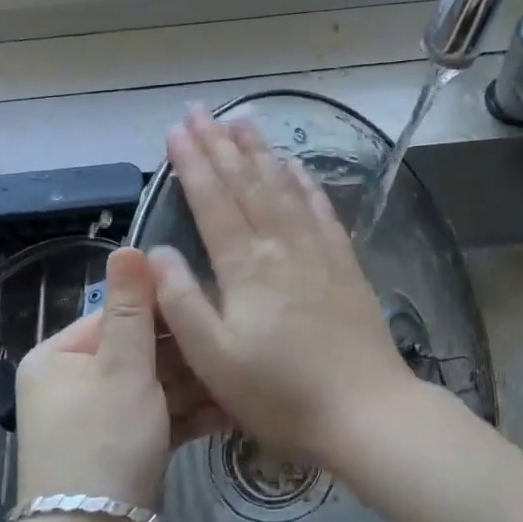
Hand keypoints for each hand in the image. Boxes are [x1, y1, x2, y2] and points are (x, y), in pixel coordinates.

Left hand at [13, 247, 226, 512]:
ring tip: (243, 373)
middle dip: (187, 352)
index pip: (118, 315)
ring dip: (196, 384)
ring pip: (155, 387)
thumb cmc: (104, 444)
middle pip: (140, 351)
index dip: (165, 310)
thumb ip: (132, 307)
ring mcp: (98, 421)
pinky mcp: (123, 451)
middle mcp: (73, 384)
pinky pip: (159, 419)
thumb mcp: (123, 368)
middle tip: (236, 340)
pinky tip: (233, 408)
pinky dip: (190, 414)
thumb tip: (128, 245)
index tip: (213, 302)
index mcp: (58, 357)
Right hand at [147, 108, 414, 466]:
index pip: (212, 200)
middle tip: (200, 110)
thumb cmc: (281, 393)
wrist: (366, 411)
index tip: (175, 129)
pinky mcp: (344, 263)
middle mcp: (281, 244)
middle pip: (246, 182)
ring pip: (283, 186)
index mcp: (246, 266)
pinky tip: (296, 165)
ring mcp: (317, 250)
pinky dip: (304, 181)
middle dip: (220, 143)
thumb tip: (156, 250)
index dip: (192, 162)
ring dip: (260, 151)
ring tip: (243, 120)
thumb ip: (181, 301)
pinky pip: (320, 208)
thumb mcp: (214, 359)